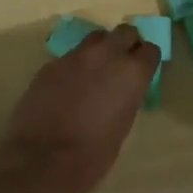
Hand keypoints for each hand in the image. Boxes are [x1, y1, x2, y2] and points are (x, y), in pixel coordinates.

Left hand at [0, 24, 160, 192]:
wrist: (42, 159)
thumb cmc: (93, 154)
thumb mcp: (123, 125)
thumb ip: (126, 97)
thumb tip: (122, 89)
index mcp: (132, 73)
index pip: (150, 50)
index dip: (146, 60)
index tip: (143, 71)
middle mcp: (106, 55)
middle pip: (124, 32)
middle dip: (126, 44)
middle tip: (121, 63)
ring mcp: (75, 56)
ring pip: (95, 38)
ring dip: (100, 49)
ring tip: (95, 71)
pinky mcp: (50, 64)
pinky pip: (70, 56)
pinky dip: (75, 65)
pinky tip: (68, 86)